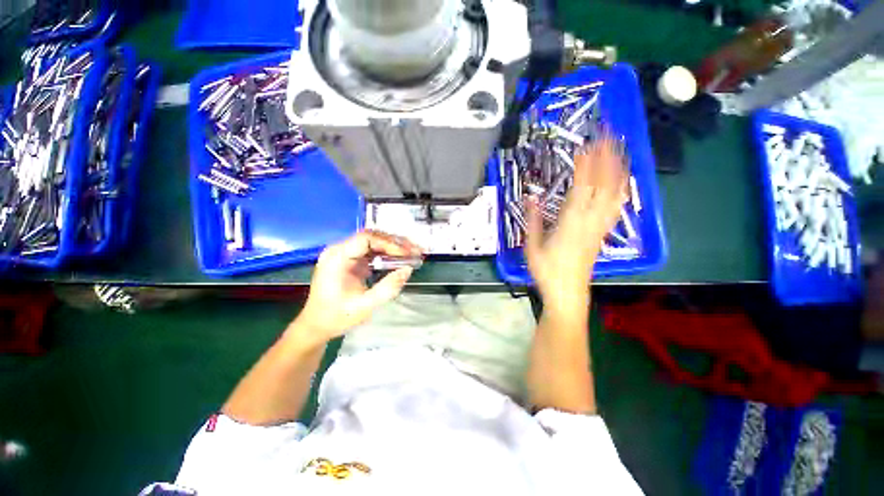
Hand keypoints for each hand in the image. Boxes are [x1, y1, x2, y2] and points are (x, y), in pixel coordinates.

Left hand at [297, 230, 421, 340]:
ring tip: (413, 252)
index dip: (389, 243)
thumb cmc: (337, 317)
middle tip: (416, 250)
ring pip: (374, 241)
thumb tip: (408, 269)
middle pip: (372, 237)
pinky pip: (372, 250)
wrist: (317, 325)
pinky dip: (387, 253)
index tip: (407, 254)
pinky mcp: (350, 259)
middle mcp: (339, 250)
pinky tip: (400, 258)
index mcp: (337, 258)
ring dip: (394, 246)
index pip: (366, 239)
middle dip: (396, 243)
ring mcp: (345, 254)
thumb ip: (388, 288)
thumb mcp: (365, 306)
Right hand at [525, 135, 626, 308]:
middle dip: (607, 157)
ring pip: (615, 192)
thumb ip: (533, 220)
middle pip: (604, 184)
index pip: (582, 187)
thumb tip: (530, 198)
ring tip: (620, 149)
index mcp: (571, 223)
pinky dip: (621, 188)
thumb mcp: (532, 245)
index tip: (585, 145)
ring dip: (618, 168)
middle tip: (608, 135)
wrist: (568, 291)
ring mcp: (600, 226)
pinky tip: (622, 179)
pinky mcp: (603, 232)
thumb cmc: (547, 270)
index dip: (585, 165)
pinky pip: (617, 206)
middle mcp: (591, 220)